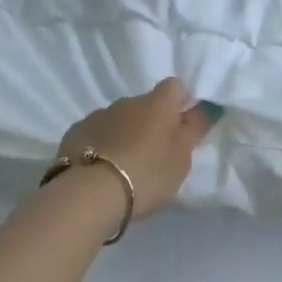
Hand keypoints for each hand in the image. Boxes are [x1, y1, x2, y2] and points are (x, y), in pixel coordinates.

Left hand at [57, 79, 214, 219]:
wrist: (89, 194)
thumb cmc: (146, 175)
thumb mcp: (181, 159)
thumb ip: (194, 130)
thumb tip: (206, 106)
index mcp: (157, 104)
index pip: (175, 86)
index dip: (181, 102)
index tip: (183, 127)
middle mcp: (127, 102)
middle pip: (146, 104)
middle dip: (152, 123)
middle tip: (156, 155)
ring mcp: (98, 115)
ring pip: (120, 119)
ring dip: (126, 134)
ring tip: (126, 166)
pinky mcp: (75, 132)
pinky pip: (96, 133)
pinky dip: (103, 144)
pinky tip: (102, 169)